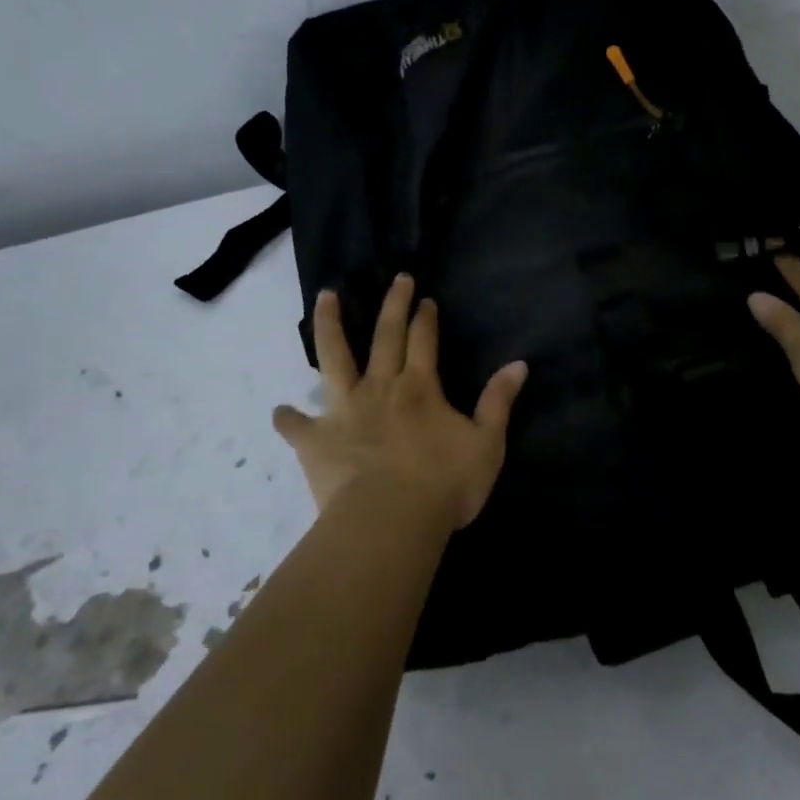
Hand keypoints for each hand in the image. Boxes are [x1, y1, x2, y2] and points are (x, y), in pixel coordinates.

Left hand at [273, 274, 528, 533]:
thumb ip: (498, 402)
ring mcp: (344, 411)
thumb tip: (519, 364)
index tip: (424, 298)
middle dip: (393, 304)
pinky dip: (288, 419)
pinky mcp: (317, 440)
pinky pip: (297, 426)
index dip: (425, 318)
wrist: (391, 520)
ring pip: (334, 358)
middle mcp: (380, 388)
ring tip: (324, 296)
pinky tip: (280, 413)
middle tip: (397, 278)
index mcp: (420, 388)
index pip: (424, 341)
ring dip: (329, 325)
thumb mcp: (486, 443)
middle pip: (385, 336)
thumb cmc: (444, 484)